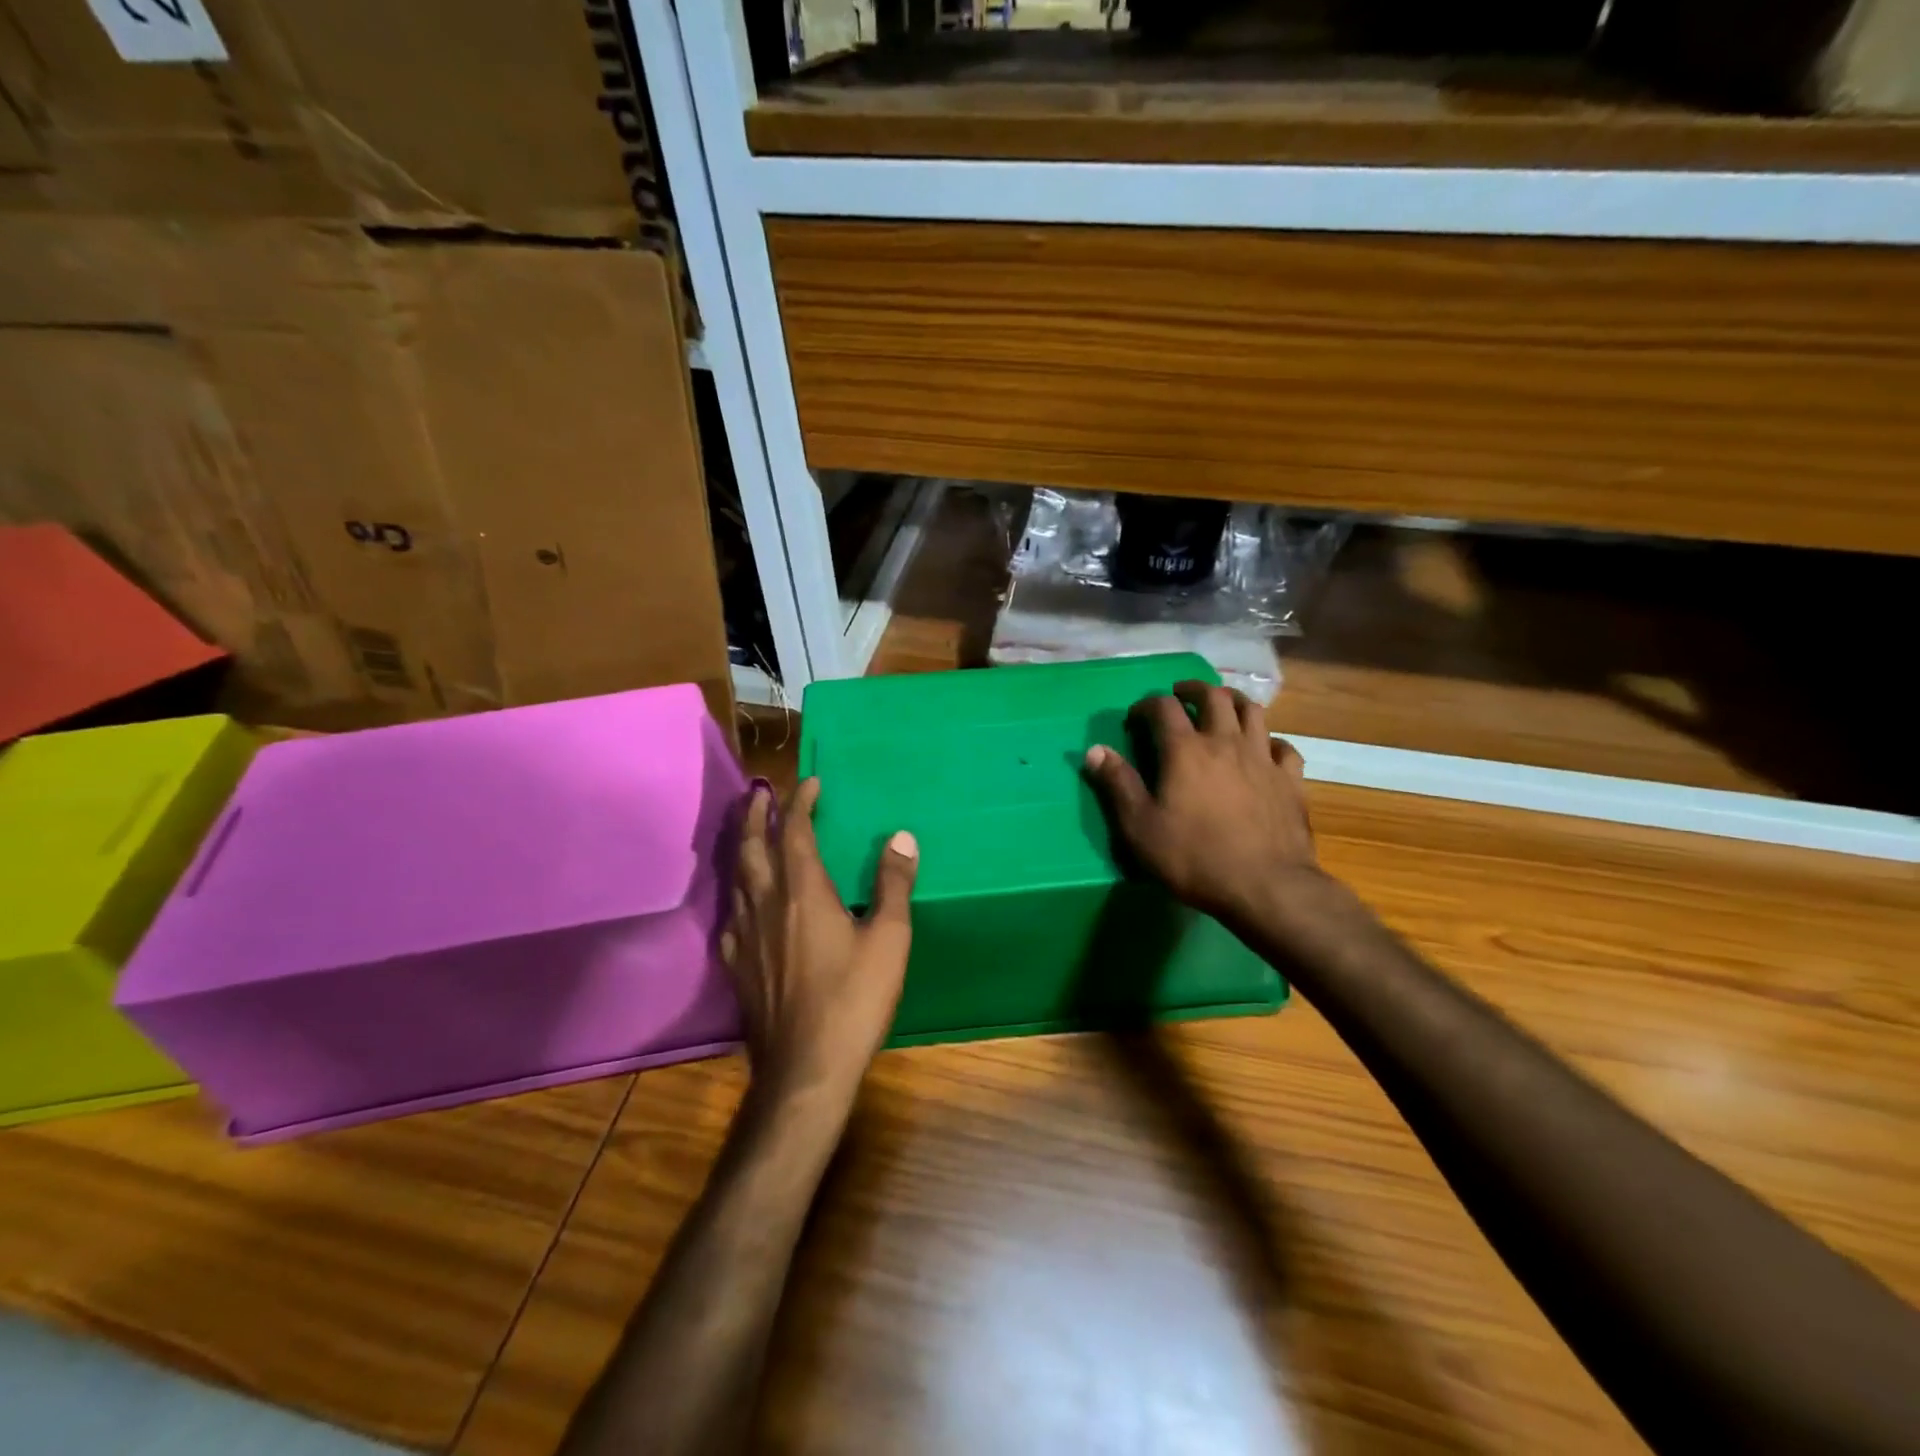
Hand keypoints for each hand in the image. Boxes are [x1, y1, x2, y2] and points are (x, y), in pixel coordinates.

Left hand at [721, 778, 918, 1098]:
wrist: (805, 1068)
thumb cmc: (854, 999)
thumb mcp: (889, 939)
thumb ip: (893, 885)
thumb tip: (901, 837)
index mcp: (803, 891)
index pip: (796, 832)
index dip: (801, 802)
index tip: (810, 783)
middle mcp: (766, 903)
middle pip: (753, 846)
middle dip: (756, 814)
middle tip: (760, 793)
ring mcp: (744, 935)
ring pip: (736, 877)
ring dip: (742, 846)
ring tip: (748, 834)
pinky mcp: (736, 965)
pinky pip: (731, 914)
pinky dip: (737, 892)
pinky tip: (743, 902)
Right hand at [1083, 680, 1319, 924]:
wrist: (1265, 887)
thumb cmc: (1194, 857)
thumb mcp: (1140, 827)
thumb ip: (1117, 784)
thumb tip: (1094, 750)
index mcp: (1185, 750)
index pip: (1163, 707)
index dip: (1146, 705)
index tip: (1135, 718)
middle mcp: (1226, 742)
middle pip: (1213, 697)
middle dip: (1194, 689)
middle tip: (1181, 695)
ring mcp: (1263, 758)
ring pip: (1252, 711)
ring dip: (1233, 702)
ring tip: (1222, 706)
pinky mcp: (1290, 780)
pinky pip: (1283, 747)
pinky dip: (1270, 741)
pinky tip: (1264, 750)